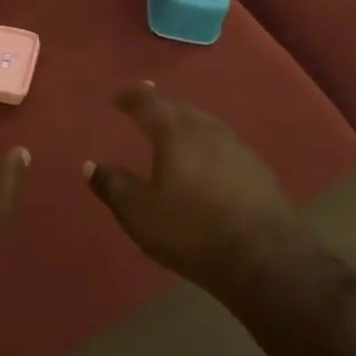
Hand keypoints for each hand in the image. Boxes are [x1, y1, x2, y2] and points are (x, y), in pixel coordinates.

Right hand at [83, 82, 300, 291]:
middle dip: (159, 104)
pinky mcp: (257, 169)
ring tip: (174, 128)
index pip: (148, 103)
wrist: (264, 258)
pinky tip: (207, 159)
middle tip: (144, 103)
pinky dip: (206, 143)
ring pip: (205, 123)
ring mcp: (237, 147)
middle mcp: (207, 130)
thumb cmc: (192, 230)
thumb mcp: (140, 213)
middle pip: (179, 107)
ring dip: (185, 121)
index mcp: (175, 133)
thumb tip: (90, 166)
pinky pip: (223, 143)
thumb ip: (113, 186)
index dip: (131, 97)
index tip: (117, 98)